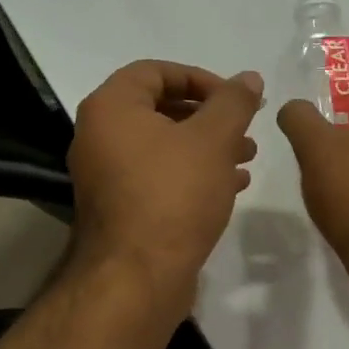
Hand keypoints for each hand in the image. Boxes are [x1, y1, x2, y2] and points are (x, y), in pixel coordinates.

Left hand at [68, 60, 264, 315]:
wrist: (138, 277)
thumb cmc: (173, 195)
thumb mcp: (213, 140)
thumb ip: (233, 103)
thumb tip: (249, 77)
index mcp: (111, 108)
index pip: (155, 71)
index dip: (200, 78)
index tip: (236, 98)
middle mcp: (99, 136)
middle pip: (160, 109)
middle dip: (209, 117)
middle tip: (245, 129)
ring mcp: (106, 175)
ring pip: (163, 146)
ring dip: (206, 147)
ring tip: (247, 158)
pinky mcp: (120, 208)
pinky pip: (158, 176)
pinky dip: (193, 174)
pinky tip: (231, 185)